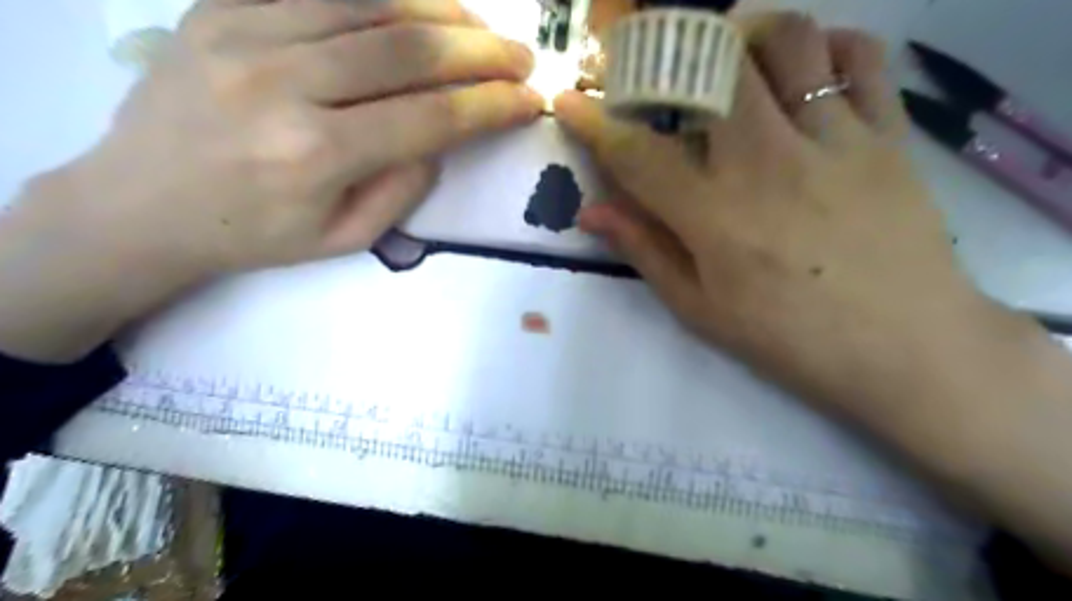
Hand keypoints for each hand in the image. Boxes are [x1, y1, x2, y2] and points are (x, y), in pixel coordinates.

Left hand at [0, 0, 540, 359]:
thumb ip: (404, 187)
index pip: (430, 117)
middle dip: (480, 51)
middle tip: (521, 57)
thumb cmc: (255, 235)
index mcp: (316, 155)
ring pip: (369, 2)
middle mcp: (283, 84)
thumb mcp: (344, 238)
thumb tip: (445, 135)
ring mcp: (244, 32)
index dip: (491, 105)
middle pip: (407, 49)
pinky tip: (417, 6)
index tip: (529, 101)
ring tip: (479, 27)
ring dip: (440, 12)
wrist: (140, 204)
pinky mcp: (219, 5)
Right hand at [563, 14, 1071, 563]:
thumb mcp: (701, 308)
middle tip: (655, 69)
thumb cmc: (790, 337)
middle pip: (708, 69)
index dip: (592, 123)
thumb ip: (645, 250)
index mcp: (713, 214)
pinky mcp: (887, 132)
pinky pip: (859, 56)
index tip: (569, 102)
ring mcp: (831, 138)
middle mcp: (765, 160)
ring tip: (730, 60)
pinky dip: (826, 44)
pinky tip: (806, 69)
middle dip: (665, 55)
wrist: (907, 346)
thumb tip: (592, 212)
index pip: (635, 152)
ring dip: (744, 36)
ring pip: (785, 40)